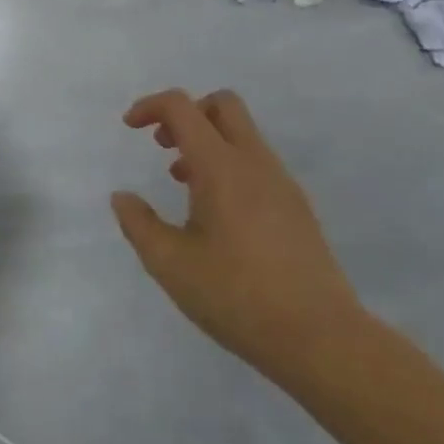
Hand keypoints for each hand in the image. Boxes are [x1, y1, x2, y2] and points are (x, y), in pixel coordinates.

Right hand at [112, 88, 363, 386]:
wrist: (321, 339)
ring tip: (183, 183)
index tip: (130, 127)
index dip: (150, 106)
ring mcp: (281, 183)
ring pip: (242, 134)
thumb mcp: (171, 265)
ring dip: (207, 141)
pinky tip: (217, 213)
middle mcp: (254, 162)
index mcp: (221, 167)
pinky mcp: (296, 206)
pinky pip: (257, 162)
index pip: (183, 107)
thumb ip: (139, 224)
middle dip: (187, 113)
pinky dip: (229, 164)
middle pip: (222, 104)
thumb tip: (122, 197)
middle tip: (164, 146)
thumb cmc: (237, 296)